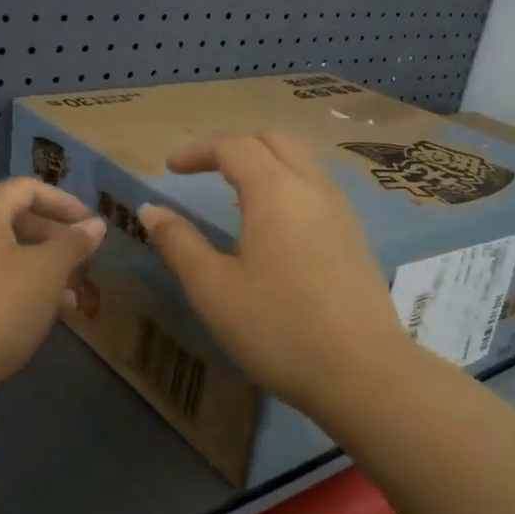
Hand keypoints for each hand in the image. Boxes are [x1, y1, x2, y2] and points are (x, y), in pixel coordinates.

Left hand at [0, 178, 107, 398]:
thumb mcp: (46, 274)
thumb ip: (74, 244)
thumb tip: (95, 224)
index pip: (28, 189)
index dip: (66, 204)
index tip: (93, 228)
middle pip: (14, 220)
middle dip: (55, 241)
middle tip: (85, 265)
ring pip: (3, 254)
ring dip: (40, 269)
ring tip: (71, 299)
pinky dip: (16, 287)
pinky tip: (38, 317)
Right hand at [139, 132, 414, 419]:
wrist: (363, 373)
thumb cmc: (278, 328)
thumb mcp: (213, 288)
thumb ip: (179, 242)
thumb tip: (151, 210)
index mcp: (275, 191)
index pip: (234, 146)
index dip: (198, 150)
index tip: (170, 168)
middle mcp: (312, 187)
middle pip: (273, 140)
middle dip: (233, 145)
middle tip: (202, 167)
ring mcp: (340, 210)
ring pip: (300, 161)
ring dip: (263, 162)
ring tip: (233, 193)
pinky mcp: (354, 236)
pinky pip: (316, 187)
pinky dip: (286, 184)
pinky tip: (272, 225)